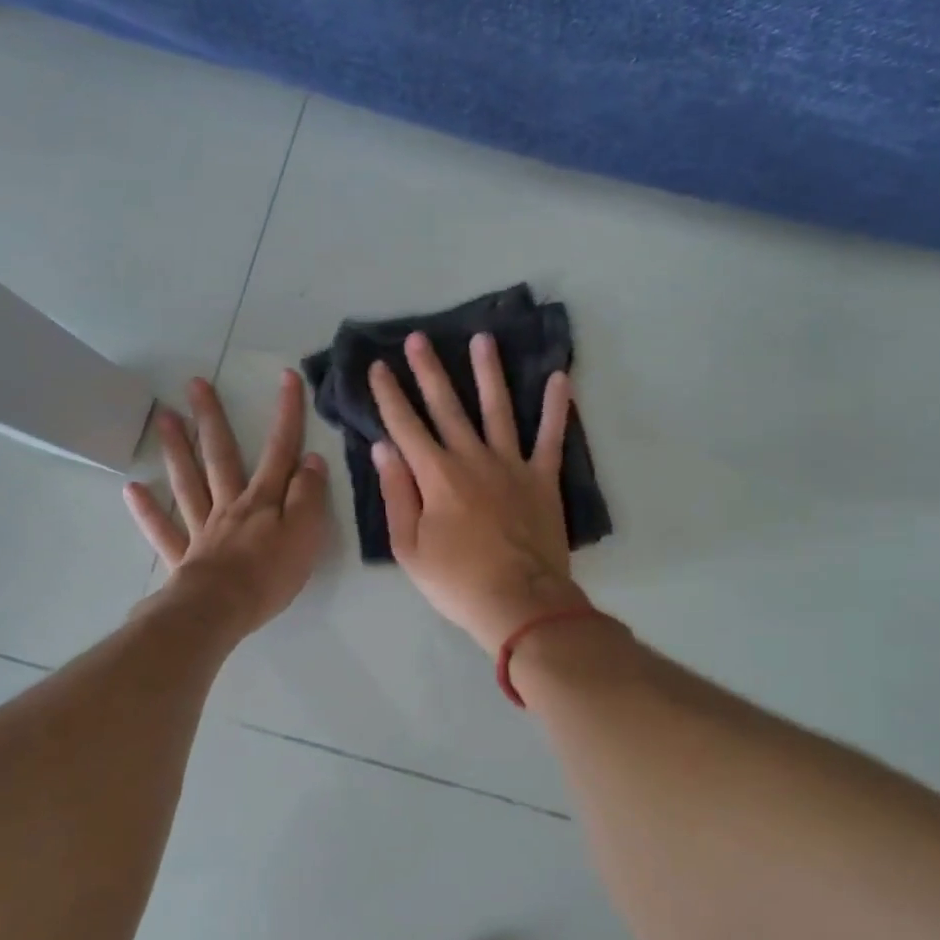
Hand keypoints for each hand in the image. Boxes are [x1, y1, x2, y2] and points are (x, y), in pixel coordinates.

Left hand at [123, 370, 330, 638]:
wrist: (220, 611)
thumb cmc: (269, 574)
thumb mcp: (305, 533)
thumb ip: (308, 496)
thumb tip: (311, 459)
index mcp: (262, 500)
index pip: (280, 450)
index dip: (286, 414)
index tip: (286, 377)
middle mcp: (229, 505)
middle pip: (220, 455)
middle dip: (212, 418)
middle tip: (195, 384)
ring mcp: (202, 529)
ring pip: (188, 482)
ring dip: (176, 449)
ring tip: (164, 417)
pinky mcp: (183, 556)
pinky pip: (163, 530)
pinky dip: (148, 510)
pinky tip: (132, 489)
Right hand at [369, 331, 590, 654]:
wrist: (519, 602)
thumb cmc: (457, 581)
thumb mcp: (409, 546)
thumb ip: (396, 493)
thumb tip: (384, 447)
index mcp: (436, 475)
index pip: (405, 426)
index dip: (389, 395)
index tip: (379, 366)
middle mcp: (472, 458)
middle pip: (446, 406)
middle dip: (429, 371)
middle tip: (418, 338)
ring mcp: (511, 465)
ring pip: (497, 408)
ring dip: (488, 372)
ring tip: (482, 339)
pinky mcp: (543, 478)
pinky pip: (551, 436)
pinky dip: (556, 407)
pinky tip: (560, 377)